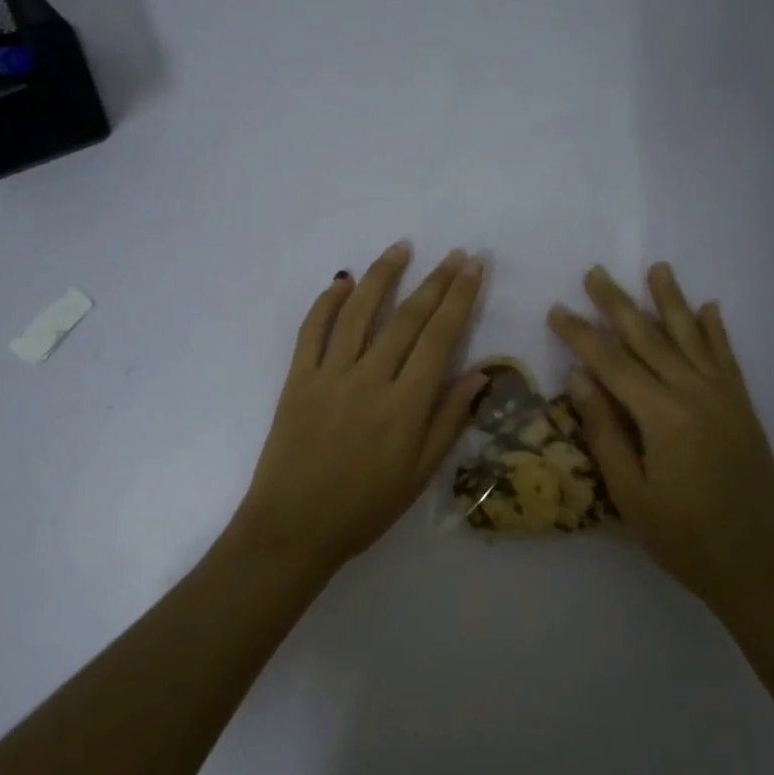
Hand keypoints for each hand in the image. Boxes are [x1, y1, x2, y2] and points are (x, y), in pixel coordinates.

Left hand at [237, 241, 487, 573]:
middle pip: (407, 318)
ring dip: (382, 276)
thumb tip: (480, 372)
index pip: (440, 338)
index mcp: (406, 406)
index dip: (460, 298)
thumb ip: (449, 420)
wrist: (293, 527)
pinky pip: (312, 330)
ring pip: (359, 312)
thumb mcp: (419, 473)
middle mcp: (370, 380)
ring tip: (402, 248)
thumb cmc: (364, 507)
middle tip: (454, 253)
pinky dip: (327, 302)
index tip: (473, 267)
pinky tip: (344, 281)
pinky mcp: (298, 378)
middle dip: (435, 281)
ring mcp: (329, 375)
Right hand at [549, 263, 773, 602]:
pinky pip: (728, 358)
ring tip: (657, 269)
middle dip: (618, 304)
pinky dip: (716, 330)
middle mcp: (696, 394)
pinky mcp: (744, 407)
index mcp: (663, 416)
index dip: (581, 334)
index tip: (558, 309)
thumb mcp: (629, 492)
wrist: (758, 564)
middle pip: (650, 338)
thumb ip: (604, 430)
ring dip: (671, 301)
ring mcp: (725, 398)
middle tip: (595, 273)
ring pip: (692, 337)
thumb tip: (578, 376)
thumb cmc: (682, 536)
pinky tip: (708, 308)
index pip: (612, 363)